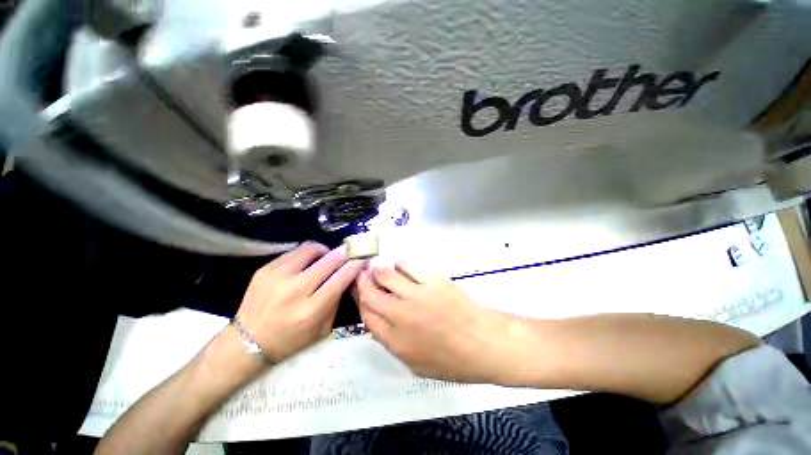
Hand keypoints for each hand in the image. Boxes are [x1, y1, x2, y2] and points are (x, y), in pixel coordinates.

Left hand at [236, 242, 365, 362]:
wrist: (245, 343)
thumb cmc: (290, 341)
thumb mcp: (322, 330)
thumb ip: (337, 301)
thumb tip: (348, 276)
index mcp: (310, 310)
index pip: (340, 278)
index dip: (354, 265)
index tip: (362, 259)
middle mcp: (294, 290)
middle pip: (328, 260)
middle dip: (343, 254)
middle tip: (347, 254)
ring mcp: (277, 276)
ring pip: (311, 249)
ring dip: (324, 251)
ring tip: (325, 258)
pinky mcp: (265, 269)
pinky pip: (294, 252)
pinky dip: (306, 255)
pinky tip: (305, 264)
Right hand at [355, 262, 520, 383]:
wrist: (484, 344)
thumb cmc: (451, 360)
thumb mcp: (415, 364)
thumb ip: (392, 342)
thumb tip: (378, 319)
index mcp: (396, 341)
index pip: (366, 315)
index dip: (359, 300)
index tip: (359, 291)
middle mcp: (402, 315)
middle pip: (371, 292)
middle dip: (362, 280)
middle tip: (363, 273)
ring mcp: (418, 295)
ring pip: (386, 274)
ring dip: (378, 269)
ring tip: (379, 268)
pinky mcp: (433, 280)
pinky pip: (408, 265)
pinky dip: (400, 264)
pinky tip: (401, 266)